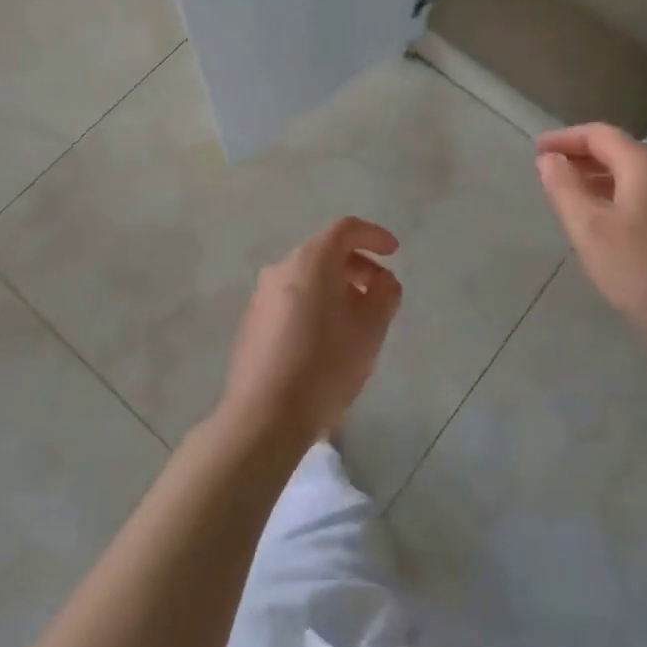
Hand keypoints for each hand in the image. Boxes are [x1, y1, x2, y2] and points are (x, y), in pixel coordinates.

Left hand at [218, 217, 402, 450]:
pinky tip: (327, 340)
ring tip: (358, 322)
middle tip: (381, 294)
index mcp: (310, 261)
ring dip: (337, 288)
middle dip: (358, 266)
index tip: (394, 253)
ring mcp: (261, 296)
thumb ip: (384, 295)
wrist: (263, 416)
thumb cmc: (324, 365)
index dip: (373, 235)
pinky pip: (291, 299)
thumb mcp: (370, 330)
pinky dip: (315, 305)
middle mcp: (281, 269)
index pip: (345, 229)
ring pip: (307, 277)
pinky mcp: (252, 322)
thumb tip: (383, 281)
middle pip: (325, 252)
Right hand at [535, 125, 646, 387]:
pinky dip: (618, 197)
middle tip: (549, 171)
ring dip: (599, 178)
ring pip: (635, 177)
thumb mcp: (589, 228)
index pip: (599, 134)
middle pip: (620, 151)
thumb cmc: (642, 271)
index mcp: (646, 166)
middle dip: (582, 156)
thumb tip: (550, 159)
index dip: (565, 138)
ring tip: (570, 196)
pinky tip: (605, 224)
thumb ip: (564, 188)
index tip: (536, 151)